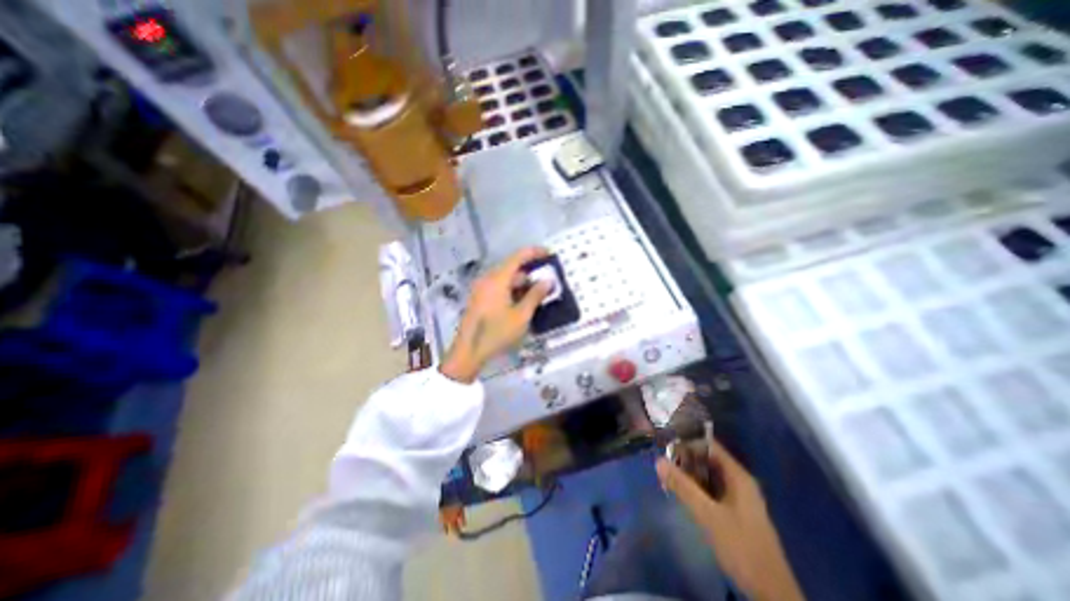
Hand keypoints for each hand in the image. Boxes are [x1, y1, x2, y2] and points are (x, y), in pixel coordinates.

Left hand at [438, 246, 549, 385]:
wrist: (468, 352)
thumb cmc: (496, 333)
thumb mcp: (521, 316)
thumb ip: (535, 295)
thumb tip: (548, 280)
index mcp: (497, 279)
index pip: (518, 257)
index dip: (534, 252)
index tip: (549, 254)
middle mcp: (487, 279)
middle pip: (511, 267)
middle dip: (530, 272)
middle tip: (546, 280)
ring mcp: (481, 289)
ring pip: (505, 278)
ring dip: (522, 283)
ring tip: (538, 293)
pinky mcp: (479, 298)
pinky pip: (498, 287)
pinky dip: (512, 290)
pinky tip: (522, 301)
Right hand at [658, 439, 806, 600]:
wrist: (771, 593)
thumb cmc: (741, 546)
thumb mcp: (708, 515)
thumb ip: (683, 487)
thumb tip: (658, 461)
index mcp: (738, 476)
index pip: (710, 446)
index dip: (689, 441)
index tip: (667, 442)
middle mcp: (739, 482)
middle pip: (709, 460)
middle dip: (686, 459)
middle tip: (663, 461)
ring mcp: (738, 498)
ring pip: (709, 476)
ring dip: (689, 474)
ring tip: (667, 474)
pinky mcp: (735, 512)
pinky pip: (712, 490)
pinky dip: (697, 487)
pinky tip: (682, 492)